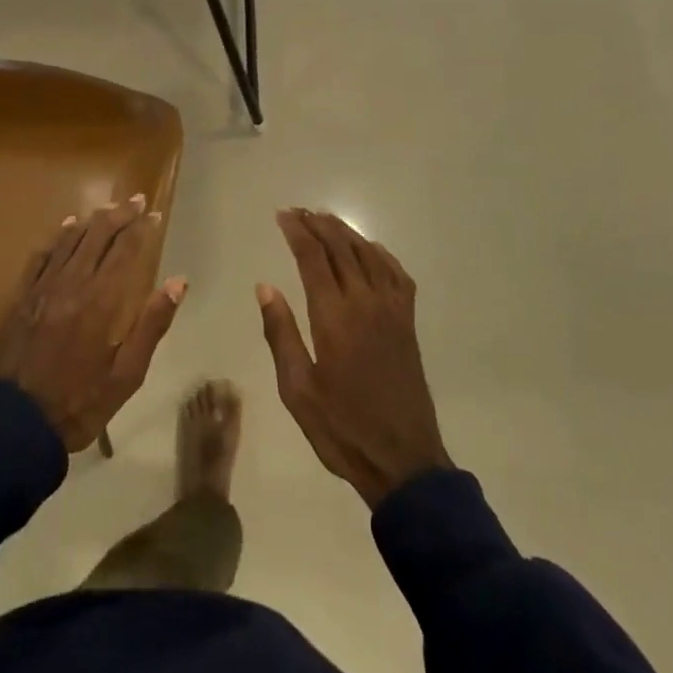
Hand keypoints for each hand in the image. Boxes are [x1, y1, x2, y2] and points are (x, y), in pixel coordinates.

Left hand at [0, 196, 185, 451]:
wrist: (14, 423)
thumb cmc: (79, 403)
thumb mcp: (126, 375)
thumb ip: (152, 324)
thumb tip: (178, 282)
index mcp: (101, 300)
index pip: (126, 250)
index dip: (141, 228)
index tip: (155, 214)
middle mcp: (73, 282)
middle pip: (98, 235)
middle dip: (120, 214)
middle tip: (137, 200)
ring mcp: (44, 286)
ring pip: (71, 239)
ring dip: (92, 220)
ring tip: (109, 208)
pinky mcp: (23, 296)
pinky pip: (43, 255)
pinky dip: (59, 237)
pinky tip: (68, 227)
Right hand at [257, 208, 451, 506]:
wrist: (403, 460)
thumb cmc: (342, 427)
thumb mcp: (297, 389)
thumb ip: (281, 333)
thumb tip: (265, 286)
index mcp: (334, 316)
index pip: (313, 257)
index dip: (297, 231)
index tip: (282, 215)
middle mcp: (364, 302)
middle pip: (341, 247)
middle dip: (318, 224)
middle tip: (298, 211)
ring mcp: (391, 310)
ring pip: (368, 254)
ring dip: (345, 232)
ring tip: (325, 219)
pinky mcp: (407, 322)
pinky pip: (396, 273)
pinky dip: (380, 253)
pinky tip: (369, 249)